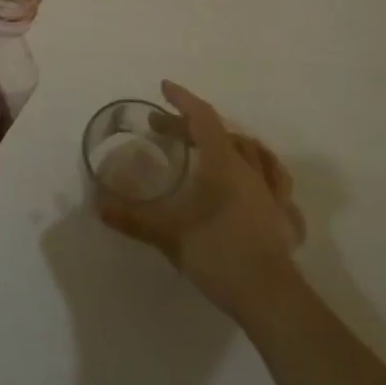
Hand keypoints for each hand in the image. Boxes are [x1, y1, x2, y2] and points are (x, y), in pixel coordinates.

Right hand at [98, 81, 305, 318]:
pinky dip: (265, 180)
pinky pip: (278, 188)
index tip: (164, 88)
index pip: (202, 118)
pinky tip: (259, 192)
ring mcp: (273, 194)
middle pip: (223, 134)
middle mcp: (250, 170)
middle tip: (167, 131)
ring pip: (257, 154)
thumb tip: (99, 206)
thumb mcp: (168, 235)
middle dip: (194, 126)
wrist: (269, 296)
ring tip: (220, 148)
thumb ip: (133, 219)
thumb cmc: (218, 254)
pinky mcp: (286, 219)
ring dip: (235, 144)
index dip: (183, 100)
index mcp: (223, 163)